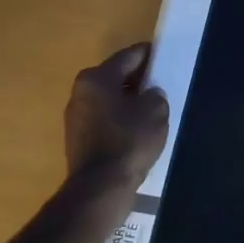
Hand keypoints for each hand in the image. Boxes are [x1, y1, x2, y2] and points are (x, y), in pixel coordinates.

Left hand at [64, 43, 168, 191]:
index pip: (129, 56)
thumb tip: (149, 95)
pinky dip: (120, 120)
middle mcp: (81, 91)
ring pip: (109, 99)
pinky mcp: (77, 139)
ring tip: (152, 110)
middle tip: (162, 85)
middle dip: (139, 79)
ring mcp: (76, 116)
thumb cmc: (128, 141)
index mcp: (97, 77)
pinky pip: (104, 119)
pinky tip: (137, 131)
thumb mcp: (155, 111)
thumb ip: (155, 94)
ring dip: (128, 101)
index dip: (150, 55)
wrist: (100, 187)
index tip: (166, 57)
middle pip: (116, 77)